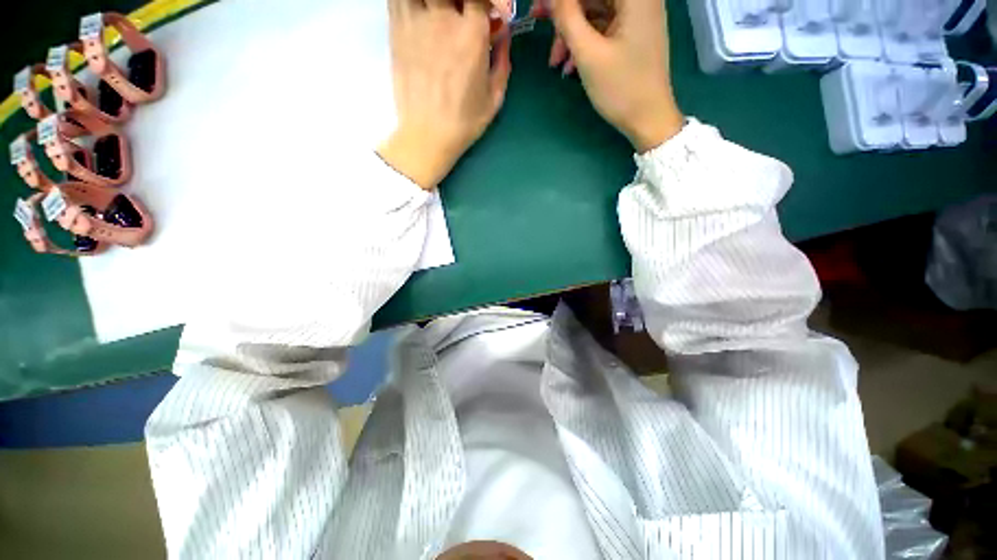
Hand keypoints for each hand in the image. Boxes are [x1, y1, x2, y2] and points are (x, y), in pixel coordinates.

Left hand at [378, 0, 512, 189]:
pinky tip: (421, 11)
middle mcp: (443, 19)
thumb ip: (503, 62)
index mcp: (471, 35)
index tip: (491, 15)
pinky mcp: (396, 29)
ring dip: (435, 0)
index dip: (489, 1)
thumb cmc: (464, 122)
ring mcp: (415, 21)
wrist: (427, 135)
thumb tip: (503, 35)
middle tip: (463, 15)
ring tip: (440, 14)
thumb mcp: (494, 98)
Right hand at [548, 0, 683, 151]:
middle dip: (564, 12)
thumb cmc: (621, 88)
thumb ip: (567, 18)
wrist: (648, 119)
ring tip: (555, 62)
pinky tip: (571, 65)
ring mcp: (636, 16)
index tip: (539, 6)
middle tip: (537, 22)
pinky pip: (602, 27)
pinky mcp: (632, 33)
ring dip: (571, 32)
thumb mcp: (588, 54)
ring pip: (594, 10)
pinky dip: (584, 42)